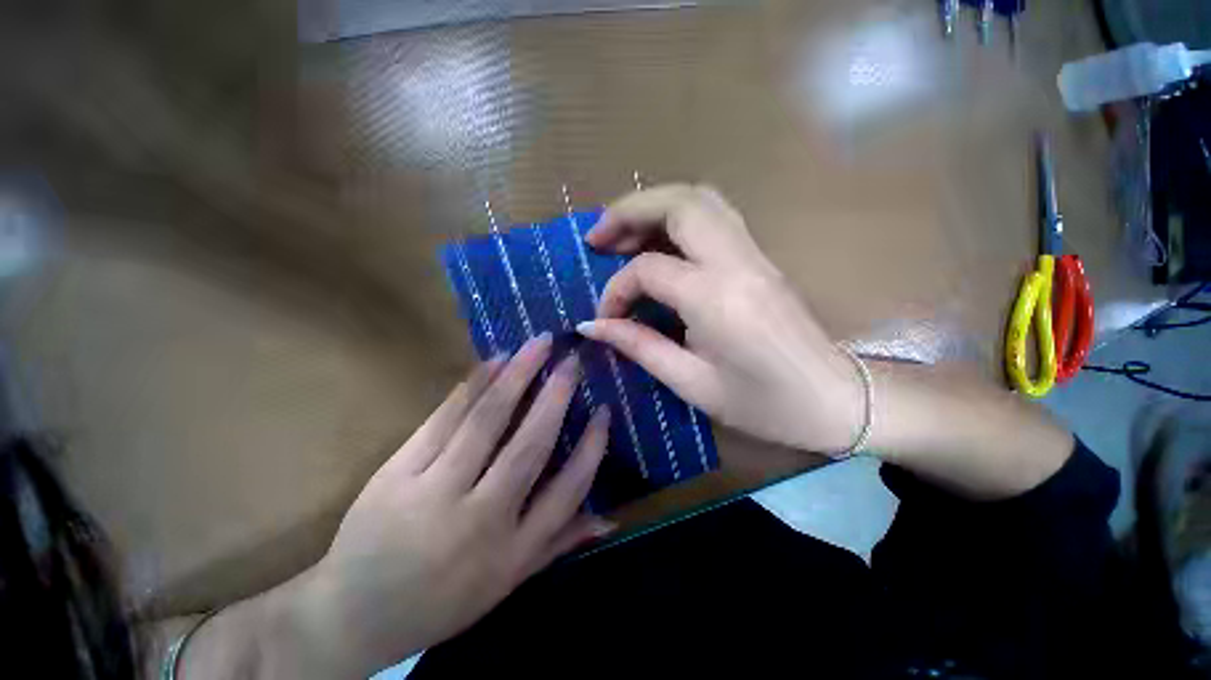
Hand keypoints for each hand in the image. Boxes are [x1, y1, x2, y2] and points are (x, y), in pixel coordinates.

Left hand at [294, 334, 612, 676]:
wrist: (353, 615)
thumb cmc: (443, 600)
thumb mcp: (508, 583)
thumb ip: (560, 542)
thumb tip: (611, 520)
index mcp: (511, 551)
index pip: (568, 489)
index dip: (592, 447)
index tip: (604, 411)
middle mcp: (480, 520)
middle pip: (529, 446)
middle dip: (556, 396)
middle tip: (571, 361)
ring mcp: (433, 493)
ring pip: (486, 422)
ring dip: (517, 376)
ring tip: (537, 344)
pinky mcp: (396, 473)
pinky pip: (444, 418)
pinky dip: (474, 384)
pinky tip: (494, 360)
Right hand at [579, 184, 863, 454]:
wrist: (836, 402)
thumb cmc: (764, 405)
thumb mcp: (691, 383)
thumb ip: (639, 346)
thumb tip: (592, 326)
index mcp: (716, 299)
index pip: (648, 270)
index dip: (616, 290)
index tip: (605, 318)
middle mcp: (737, 262)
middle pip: (678, 203)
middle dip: (629, 211)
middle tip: (597, 237)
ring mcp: (754, 254)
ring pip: (700, 199)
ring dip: (654, 207)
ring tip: (623, 234)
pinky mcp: (760, 258)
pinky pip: (715, 216)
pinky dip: (678, 218)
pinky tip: (659, 243)